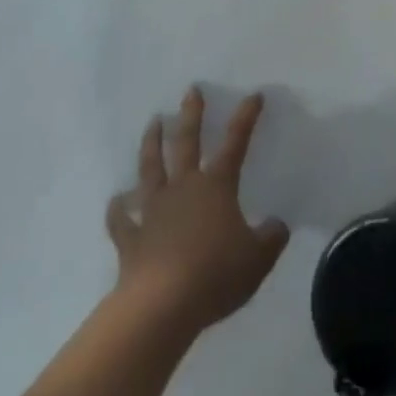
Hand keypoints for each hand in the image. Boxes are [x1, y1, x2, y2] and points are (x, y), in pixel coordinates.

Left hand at [105, 88, 289, 335]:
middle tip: (191, 90)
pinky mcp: (131, 237)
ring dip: (152, 144)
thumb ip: (271, 238)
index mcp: (216, 187)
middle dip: (191, 114)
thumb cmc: (215, 275)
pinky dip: (119, 208)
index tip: (253, 95)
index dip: (245, 118)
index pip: (235, 143)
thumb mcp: (258, 259)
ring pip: (151, 168)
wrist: (162, 305)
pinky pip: (122, 218)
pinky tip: (117, 200)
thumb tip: (278, 224)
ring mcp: (153, 210)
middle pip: (186, 142)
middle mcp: (183, 188)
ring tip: (153, 122)